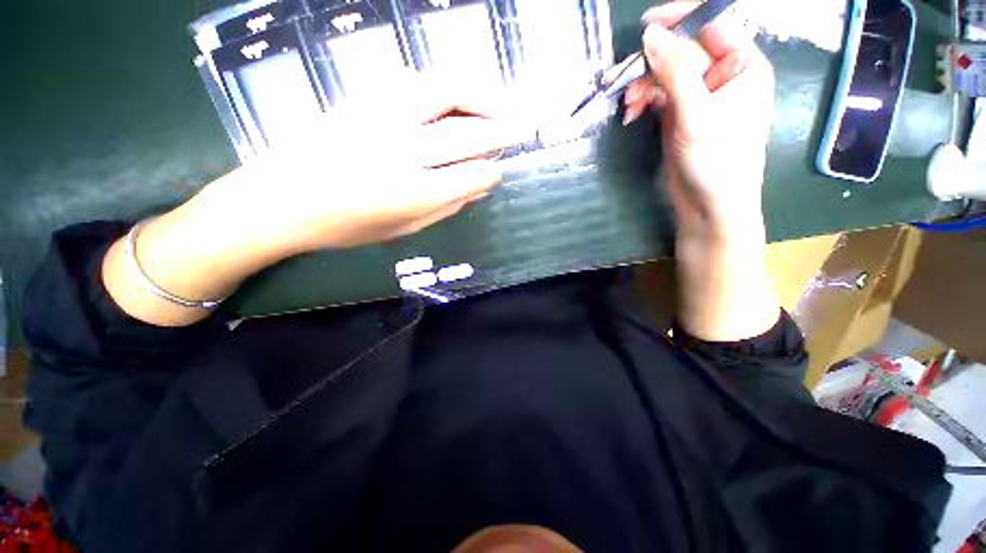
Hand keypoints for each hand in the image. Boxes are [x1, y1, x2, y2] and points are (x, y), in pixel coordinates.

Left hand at [201, 74, 517, 255]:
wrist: (280, 200)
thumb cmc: (346, 226)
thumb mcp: (404, 229)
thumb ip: (446, 208)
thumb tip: (478, 187)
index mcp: (414, 193)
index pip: (470, 175)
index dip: (490, 172)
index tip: (499, 171)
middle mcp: (403, 151)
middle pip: (464, 133)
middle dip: (499, 130)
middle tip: (521, 128)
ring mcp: (381, 117)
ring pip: (442, 92)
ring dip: (477, 95)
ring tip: (494, 104)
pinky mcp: (363, 99)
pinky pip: (414, 82)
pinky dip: (444, 87)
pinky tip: (454, 97)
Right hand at [625, 1, 773, 237]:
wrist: (709, 205)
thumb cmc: (716, 160)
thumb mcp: (696, 113)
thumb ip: (675, 71)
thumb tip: (650, 34)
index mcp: (741, 65)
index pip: (711, 24)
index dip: (681, 18)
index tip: (647, 25)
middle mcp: (721, 75)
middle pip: (682, 51)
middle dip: (652, 64)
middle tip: (624, 79)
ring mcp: (698, 96)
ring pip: (666, 74)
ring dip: (643, 86)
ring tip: (627, 106)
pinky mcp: (680, 115)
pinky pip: (658, 96)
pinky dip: (642, 102)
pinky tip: (631, 114)